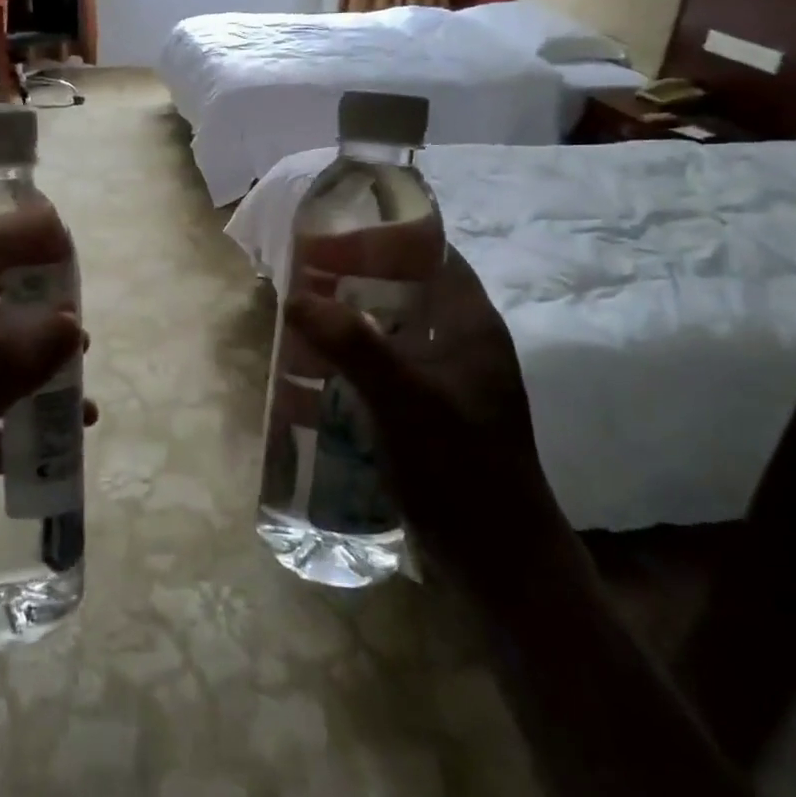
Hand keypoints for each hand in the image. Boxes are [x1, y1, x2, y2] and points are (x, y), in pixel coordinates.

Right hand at [284, 246, 550, 592]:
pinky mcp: (437, 414)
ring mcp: (452, 381)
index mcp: (471, 325)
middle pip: (407, 293)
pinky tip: (323, 376)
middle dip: (358, 284)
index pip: (433, 255)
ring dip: (354, 326)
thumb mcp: (402, 399)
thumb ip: (352, 344)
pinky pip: (392, 370)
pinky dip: (360, 363)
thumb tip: (296, 297)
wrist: (499, 560)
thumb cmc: (459, 467)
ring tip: (305, 324)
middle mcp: (464, 344)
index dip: (387, 238)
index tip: (335, 236)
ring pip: (396, 333)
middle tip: (306, 282)